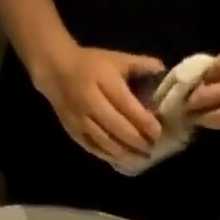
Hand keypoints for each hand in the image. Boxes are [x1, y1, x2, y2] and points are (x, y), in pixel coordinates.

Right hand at [34, 46, 164, 162]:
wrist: (56, 71)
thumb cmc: (91, 64)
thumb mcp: (116, 59)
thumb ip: (140, 65)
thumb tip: (163, 72)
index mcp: (104, 81)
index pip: (128, 106)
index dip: (144, 122)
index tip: (158, 132)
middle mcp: (91, 102)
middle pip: (118, 128)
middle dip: (137, 141)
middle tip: (152, 148)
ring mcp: (81, 120)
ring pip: (106, 143)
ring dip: (126, 153)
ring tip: (141, 158)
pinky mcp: (74, 132)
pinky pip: (94, 149)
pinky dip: (110, 156)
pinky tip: (123, 160)